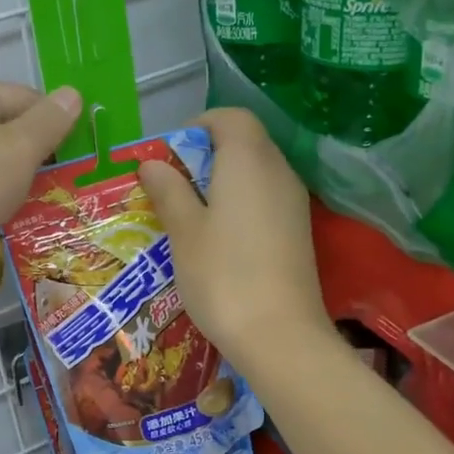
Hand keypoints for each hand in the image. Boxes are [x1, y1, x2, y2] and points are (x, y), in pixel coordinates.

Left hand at [0, 82, 81, 300]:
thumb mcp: (20, 145)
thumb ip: (49, 121)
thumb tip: (73, 94)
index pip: (19, 96)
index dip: (52, 116)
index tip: (80, 143)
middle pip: (5, 131)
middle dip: (40, 152)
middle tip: (73, 174)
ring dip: (23, 182)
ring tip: (58, 199)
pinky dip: (4, 205)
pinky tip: (27, 219)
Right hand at [136, 108, 331, 374]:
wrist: (280, 336)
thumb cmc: (222, 276)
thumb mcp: (183, 231)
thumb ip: (169, 190)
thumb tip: (153, 164)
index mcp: (248, 160)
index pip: (230, 117)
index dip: (198, 126)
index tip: (170, 155)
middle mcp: (278, 171)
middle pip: (245, 141)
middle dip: (207, 154)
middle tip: (173, 187)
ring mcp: (294, 202)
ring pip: (256, 171)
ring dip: (223, 180)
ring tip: (191, 214)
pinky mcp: (299, 231)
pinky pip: (266, 198)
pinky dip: (242, 203)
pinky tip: (220, 238)